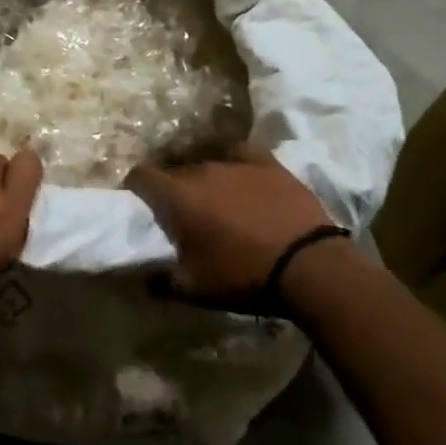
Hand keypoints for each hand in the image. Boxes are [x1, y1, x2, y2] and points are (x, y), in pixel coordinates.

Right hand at [125, 144, 342, 311]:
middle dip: (173, 192)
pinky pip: (240, 154)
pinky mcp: (267, 163)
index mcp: (177, 196)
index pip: (140, 176)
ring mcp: (236, 163)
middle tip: (183, 218)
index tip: (141, 206)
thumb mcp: (194, 290)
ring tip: (219, 206)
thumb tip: (143, 276)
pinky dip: (235, 164)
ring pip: (207, 166)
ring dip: (205, 184)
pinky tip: (241, 179)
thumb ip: (160, 280)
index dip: (135, 189)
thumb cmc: (244, 276)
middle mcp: (201, 170)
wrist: (310, 267)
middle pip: (175, 173)